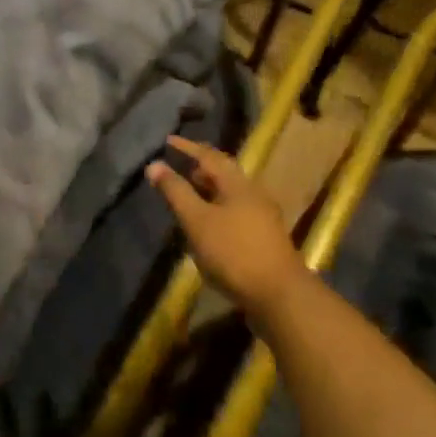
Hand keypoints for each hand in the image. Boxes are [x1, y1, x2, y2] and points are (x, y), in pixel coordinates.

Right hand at [147, 136, 304, 318]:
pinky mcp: (265, 238)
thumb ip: (176, 192)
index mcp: (238, 184)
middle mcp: (254, 194)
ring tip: (190, 195)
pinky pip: (236, 212)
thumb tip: (155, 164)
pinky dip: (217, 209)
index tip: (168, 141)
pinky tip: (208, 225)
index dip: (188, 148)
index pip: (209, 156)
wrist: (280, 295)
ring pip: (231, 194)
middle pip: (224, 173)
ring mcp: (263, 217)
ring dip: (209, 190)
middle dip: (201, 168)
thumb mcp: (197, 221)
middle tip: (179, 167)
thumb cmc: (234, 253)